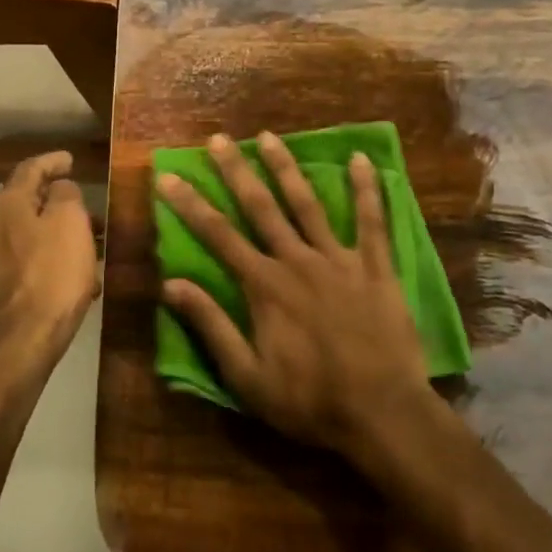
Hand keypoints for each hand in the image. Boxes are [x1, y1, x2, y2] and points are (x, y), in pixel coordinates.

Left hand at [0, 151, 101, 381]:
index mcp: (9, 204)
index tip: (71, 160)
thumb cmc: (51, 274)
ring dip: (62, 234)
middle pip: (29, 202)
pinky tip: (81, 279)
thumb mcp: (70, 222)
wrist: (21, 342)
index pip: (30, 168)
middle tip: (89, 207)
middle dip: (61, 202)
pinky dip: (55, 260)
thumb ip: (65, 195)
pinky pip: (33, 262)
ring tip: (94, 245)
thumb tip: (59, 189)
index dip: (52, 161)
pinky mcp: (1, 287)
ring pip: (33, 234)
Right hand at [156, 133, 431, 457]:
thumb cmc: (310, 400)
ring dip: (286, 168)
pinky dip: (366, 189)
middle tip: (218, 139)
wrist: (383, 414)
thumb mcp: (247, 376)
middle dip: (235, 171)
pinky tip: (362, 159)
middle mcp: (297, 261)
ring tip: (269, 136)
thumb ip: (211, 325)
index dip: (190, 204)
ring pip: (307, 203)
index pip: (217, 235)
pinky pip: (372, 221)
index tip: (169, 175)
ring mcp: (338, 260)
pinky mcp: (376, 268)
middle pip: (260, 207)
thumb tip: (171, 284)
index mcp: (264, 286)